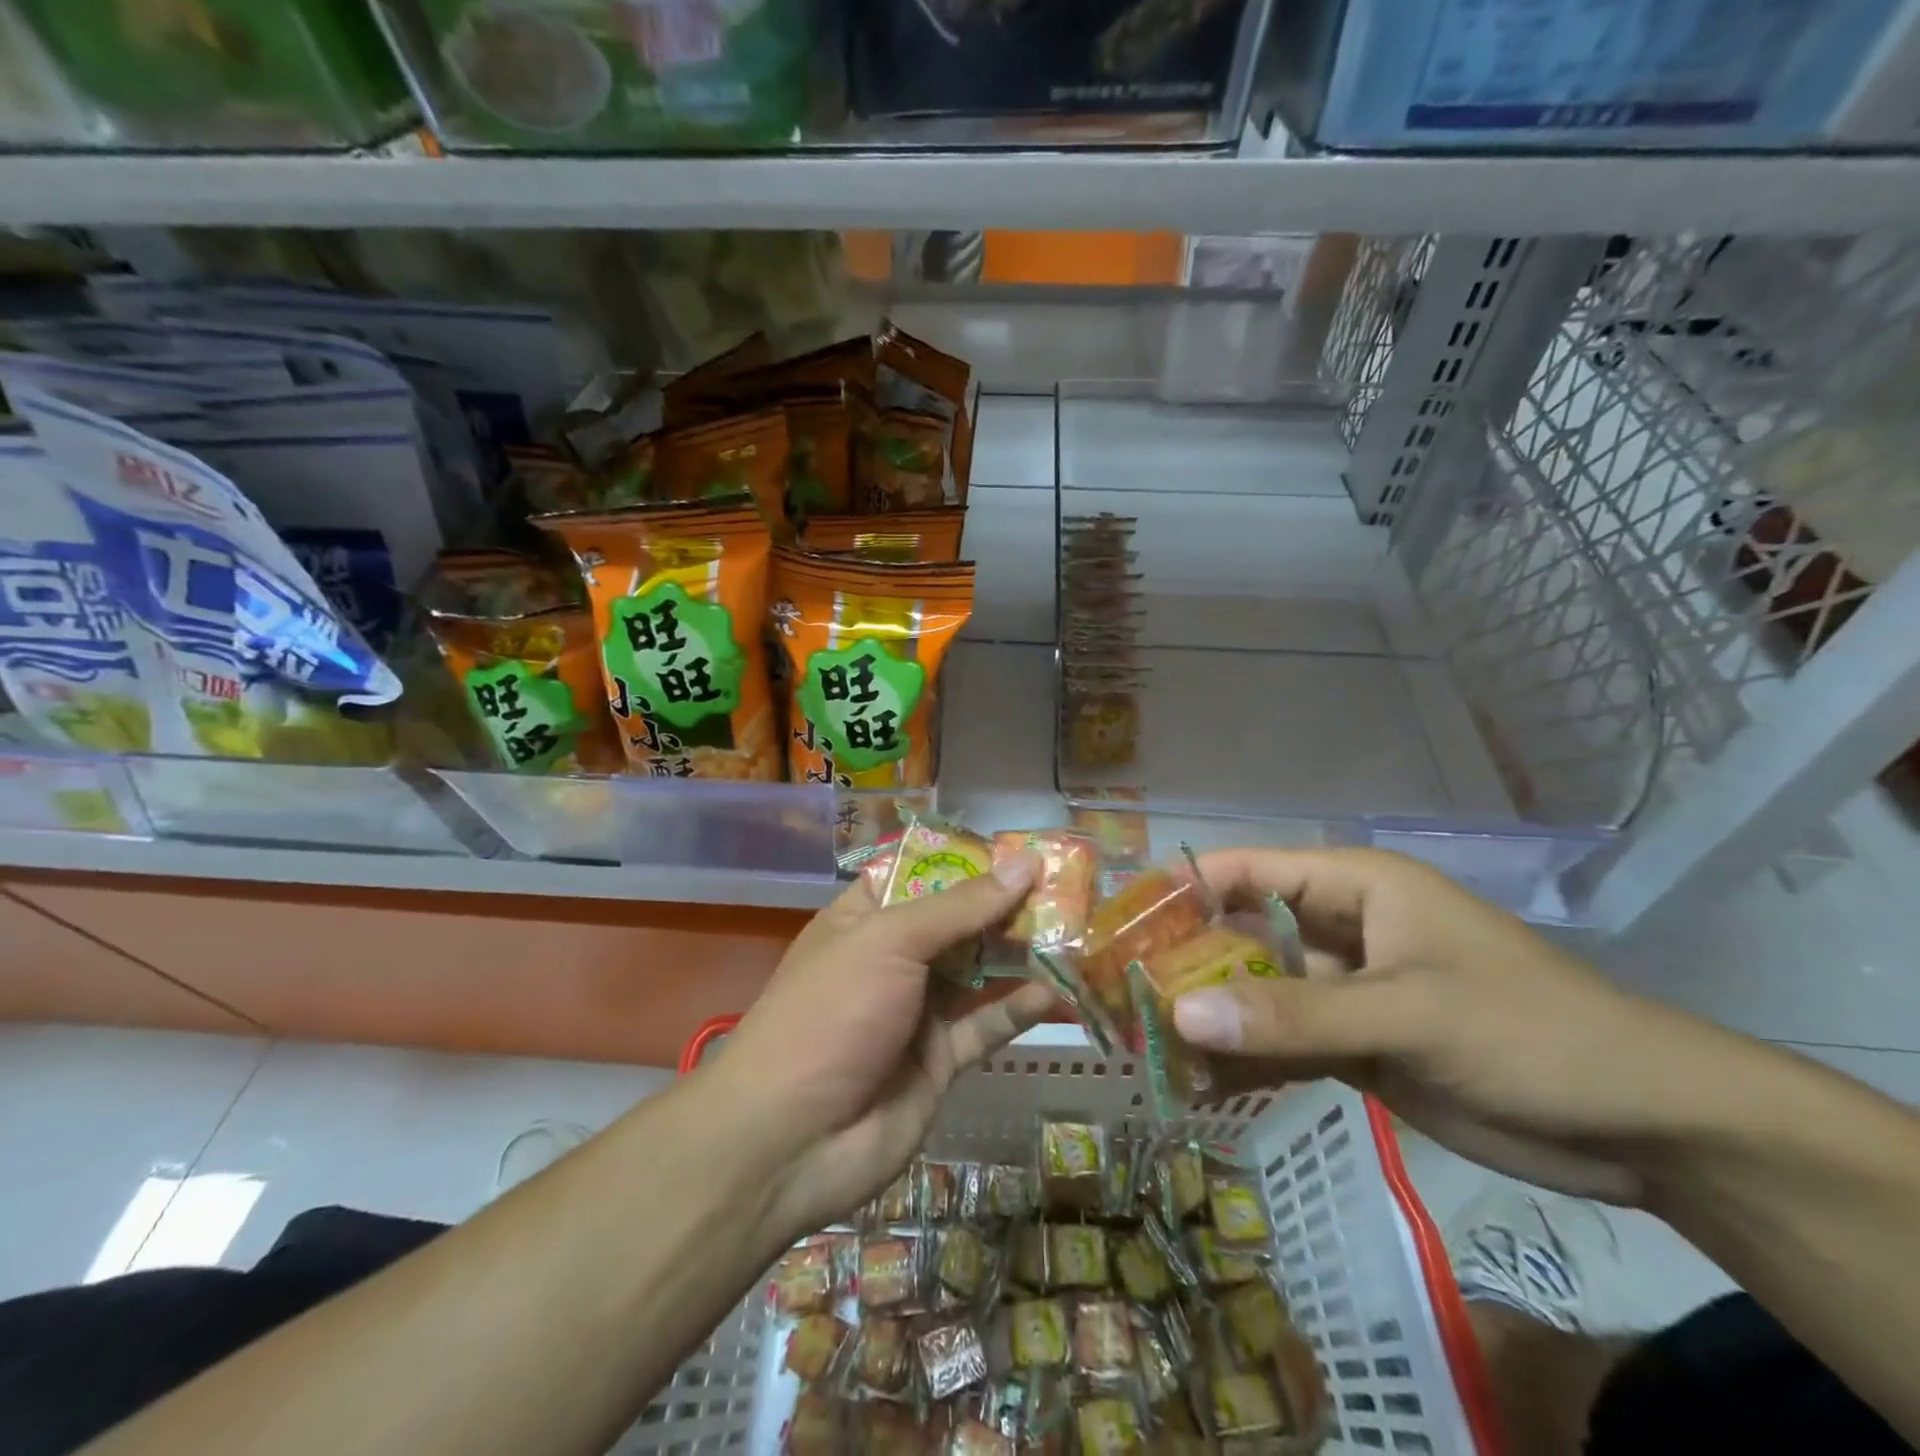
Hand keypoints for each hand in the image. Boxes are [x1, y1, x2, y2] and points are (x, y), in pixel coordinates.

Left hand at [709, 853, 1054, 1239]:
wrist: (790, 1141)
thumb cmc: (831, 1013)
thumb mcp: (889, 941)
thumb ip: (961, 906)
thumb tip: (1025, 862)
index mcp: (865, 919)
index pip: (923, 875)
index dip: (971, 861)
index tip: (1025, 849)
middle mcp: (893, 959)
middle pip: (960, 922)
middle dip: (1008, 906)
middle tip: (1069, 888)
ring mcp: (917, 1010)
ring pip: (980, 972)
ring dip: (1023, 954)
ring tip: (1077, 931)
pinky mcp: (940, 1060)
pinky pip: (987, 1025)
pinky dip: (1020, 1007)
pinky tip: (1059, 991)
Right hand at [1173, 848, 1706, 1205]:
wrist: (1646, 1127)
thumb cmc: (1527, 1033)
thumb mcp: (1406, 1014)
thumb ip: (1292, 1016)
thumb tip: (1180, 1016)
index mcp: (1354, 887)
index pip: (1249, 870)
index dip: (1185, 887)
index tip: (1123, 920)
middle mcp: (1340, 930)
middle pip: (1243, 933)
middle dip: (1188, 962)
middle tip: (1121, 994)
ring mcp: (1346, 990)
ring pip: (1258, 994)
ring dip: (1211, 1018)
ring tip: (1145, 1046)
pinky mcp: (1356, 1045)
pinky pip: (1283, 1043)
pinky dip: (1247, 1062)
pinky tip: (1200, 1086)